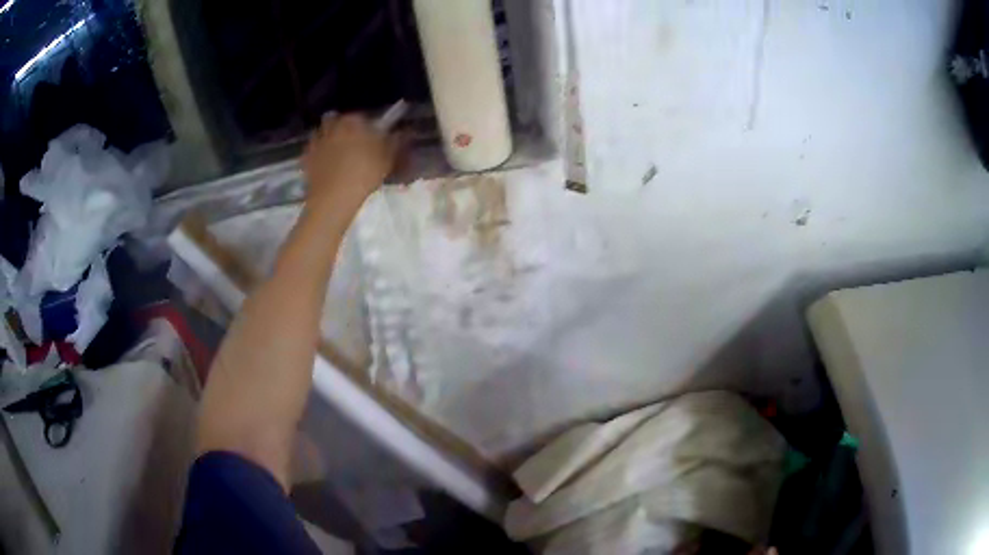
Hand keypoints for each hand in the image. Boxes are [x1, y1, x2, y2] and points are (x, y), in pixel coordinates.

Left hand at [301, 114, 398, 220]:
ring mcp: (317, 141)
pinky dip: (318, 154)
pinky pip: (313, 150)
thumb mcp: (388, 158)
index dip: (366, 126)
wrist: (334, 197)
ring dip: (329, 138)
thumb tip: (402, 132)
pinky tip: (325, 164)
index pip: (361, 116)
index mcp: (353, 121)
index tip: (371, 136)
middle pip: (337, 120)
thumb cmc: (364, 173)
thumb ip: (395, 142)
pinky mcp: (306, 157)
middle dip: (343, 127)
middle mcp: (333, 125)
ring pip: (323, 133)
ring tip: (337, 153)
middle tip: (352, 142)